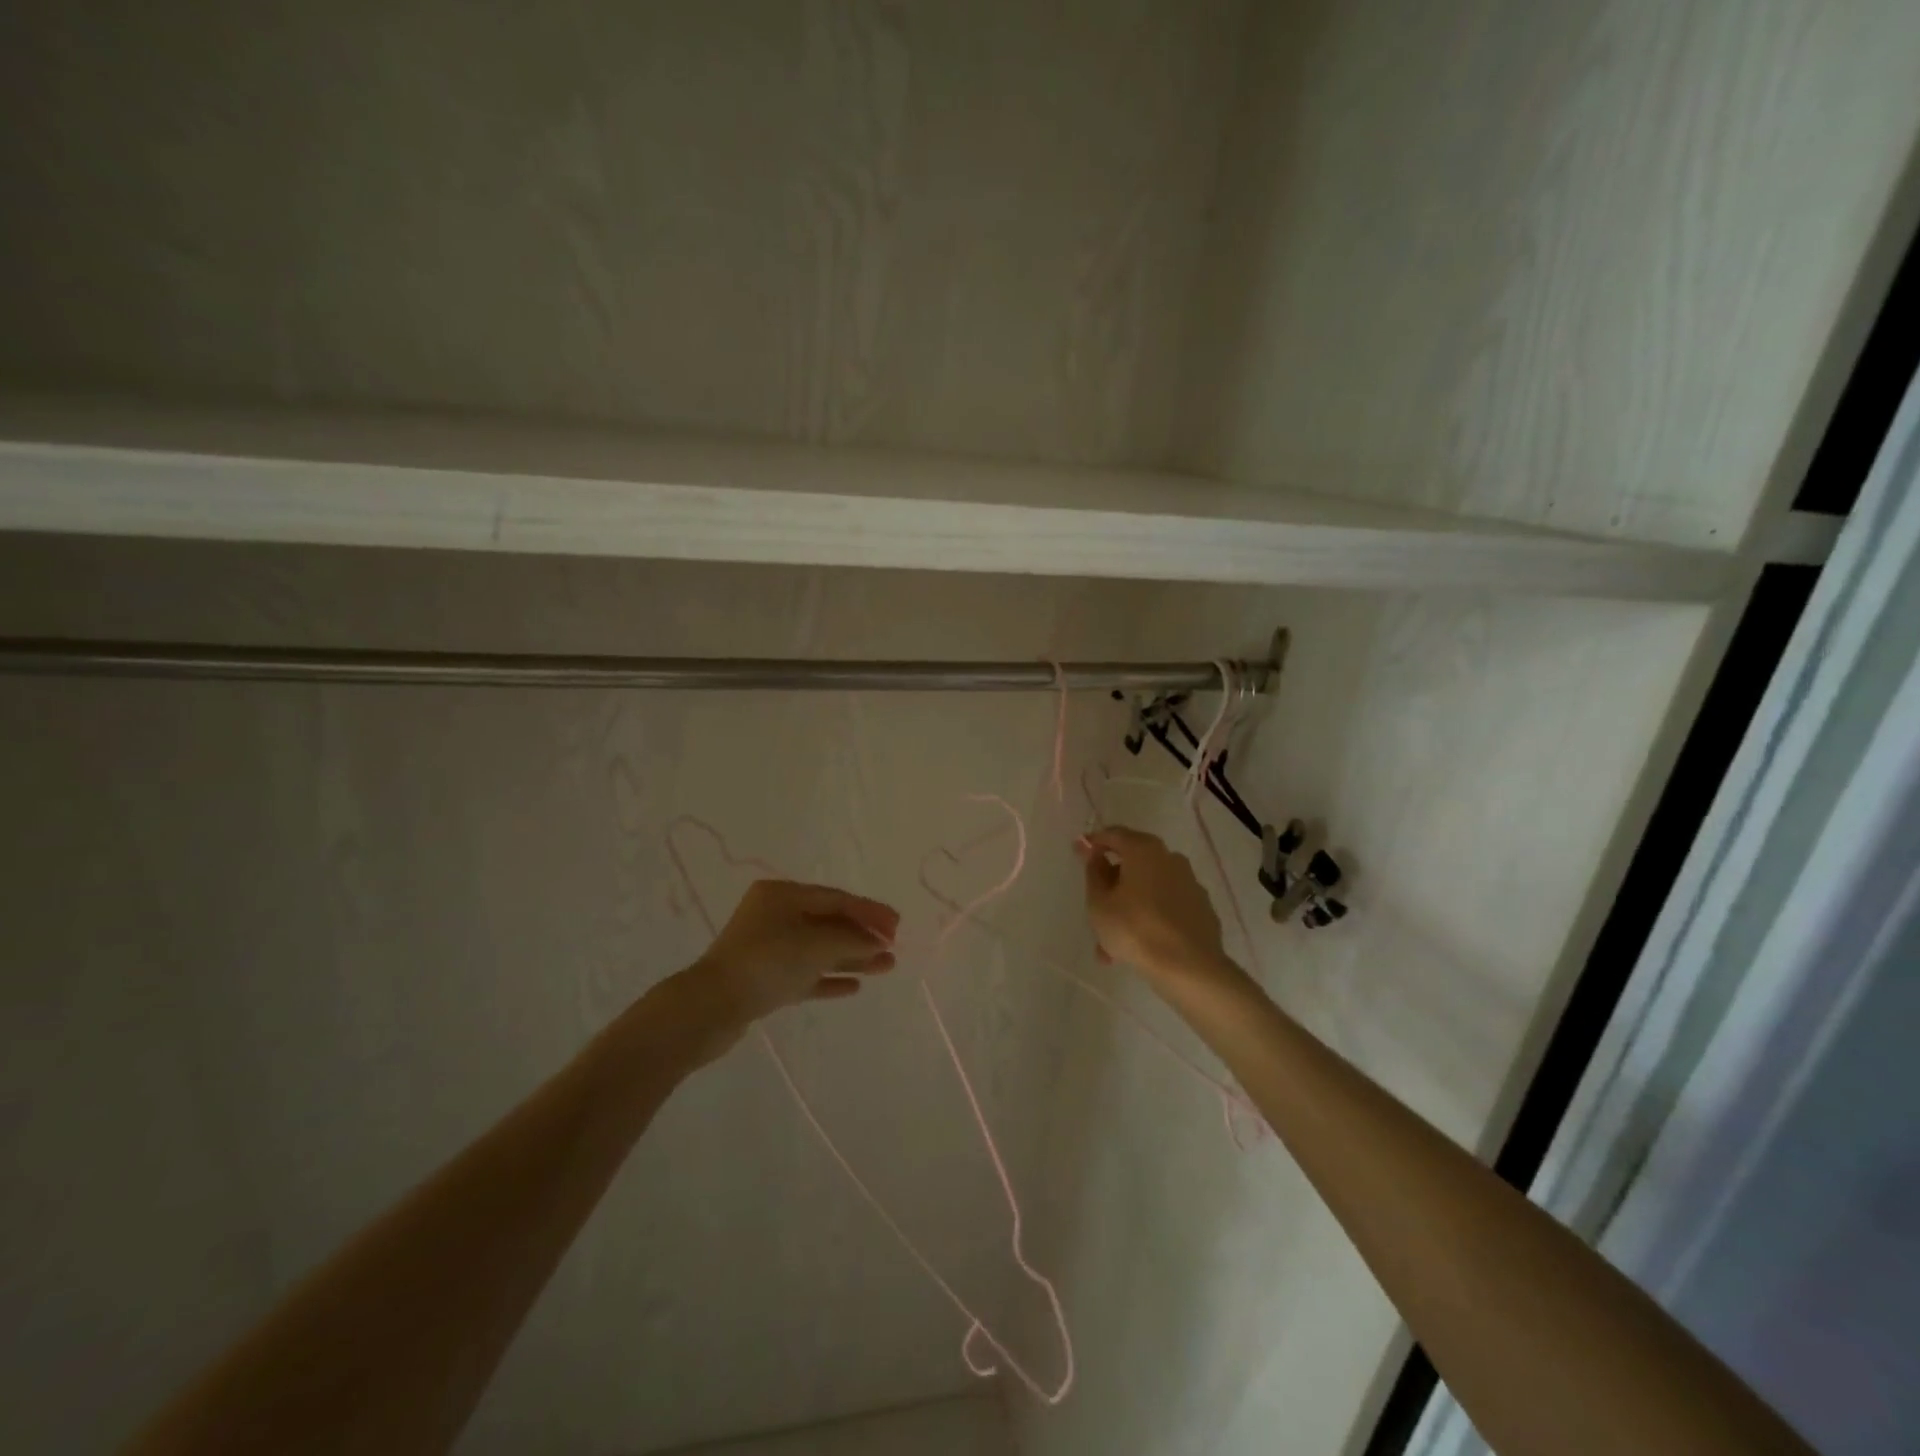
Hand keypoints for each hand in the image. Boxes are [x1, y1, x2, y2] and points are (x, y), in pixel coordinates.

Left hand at [695, 879, 899, 1030]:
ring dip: (852, 957)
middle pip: (829, 922)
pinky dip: (829, 977)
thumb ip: (852, 939)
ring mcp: (768, 949)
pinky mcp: (765, 980)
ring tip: (886, 967)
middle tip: (893, 948)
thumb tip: (878, 942)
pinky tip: (854, 986)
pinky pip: (805, 974)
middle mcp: (775, 916)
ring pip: (819, 950)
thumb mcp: (816, 944)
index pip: (836, 897)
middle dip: (863, 935)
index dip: (869, 911)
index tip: (897, 926)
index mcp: (782, 895)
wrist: (710, 1008)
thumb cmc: (766, 962)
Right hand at [1077, 826, 1228, 982]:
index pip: (1113, 835)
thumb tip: (1095, 855)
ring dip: (1129, 908)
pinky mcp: (1201, 909)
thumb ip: (1094, 873)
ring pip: (1149, 890)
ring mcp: (1190, 884)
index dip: (1093, 842)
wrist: (1189, 967)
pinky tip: (1139, 948)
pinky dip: (1151, 919)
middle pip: (1133, 863)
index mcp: (1144, 850)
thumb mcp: (1099, 903)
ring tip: (1111, 945)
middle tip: (1095, 907)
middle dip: (1112, 884)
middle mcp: (1170, 858)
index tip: (1078, 852)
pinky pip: (1166, 907)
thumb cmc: (1134, 928)